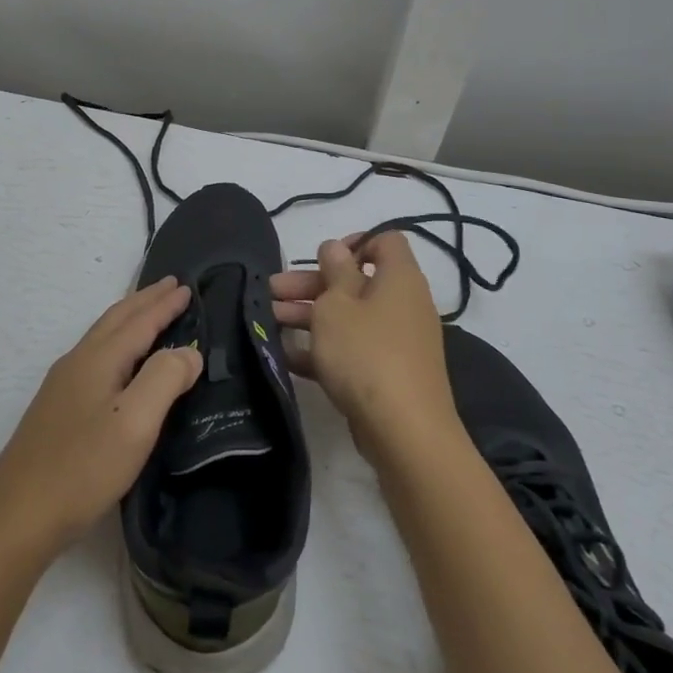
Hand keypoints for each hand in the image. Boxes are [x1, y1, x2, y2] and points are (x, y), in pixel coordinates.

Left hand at [0, 276, 200, 557]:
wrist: (17, 517)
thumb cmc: (83, 467)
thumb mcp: (136, 422)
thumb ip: (165, 378)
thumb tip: (189, 350)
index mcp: (98, 359)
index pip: (139, 321)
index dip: (165, 304)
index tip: (188, 286)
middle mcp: (77, 362)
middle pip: (116, 319)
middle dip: (145, 301)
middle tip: (172, 286)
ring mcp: (62, 386)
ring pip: (102, 337)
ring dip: (130, 319)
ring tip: (150, 314)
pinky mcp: (56, 410)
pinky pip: (96, 357)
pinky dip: (117, 344)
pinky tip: (119, 364)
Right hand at [271, 232, 454, 455]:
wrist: (404, 431)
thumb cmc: (366, 353)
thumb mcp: (337, 304)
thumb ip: (334, 271)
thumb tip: (337, 247)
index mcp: (399, 278)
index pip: (384, 241)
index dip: (353, 242)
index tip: (320, 258)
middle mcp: (403, 304)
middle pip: (355, 282)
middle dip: (311, 284)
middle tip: (272, 291)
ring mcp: (397, 341)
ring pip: (349, 317)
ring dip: (309, 316)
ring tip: (269, 320)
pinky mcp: (387, 374)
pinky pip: (353, 350)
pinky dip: (323, 349)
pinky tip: (287, 356)